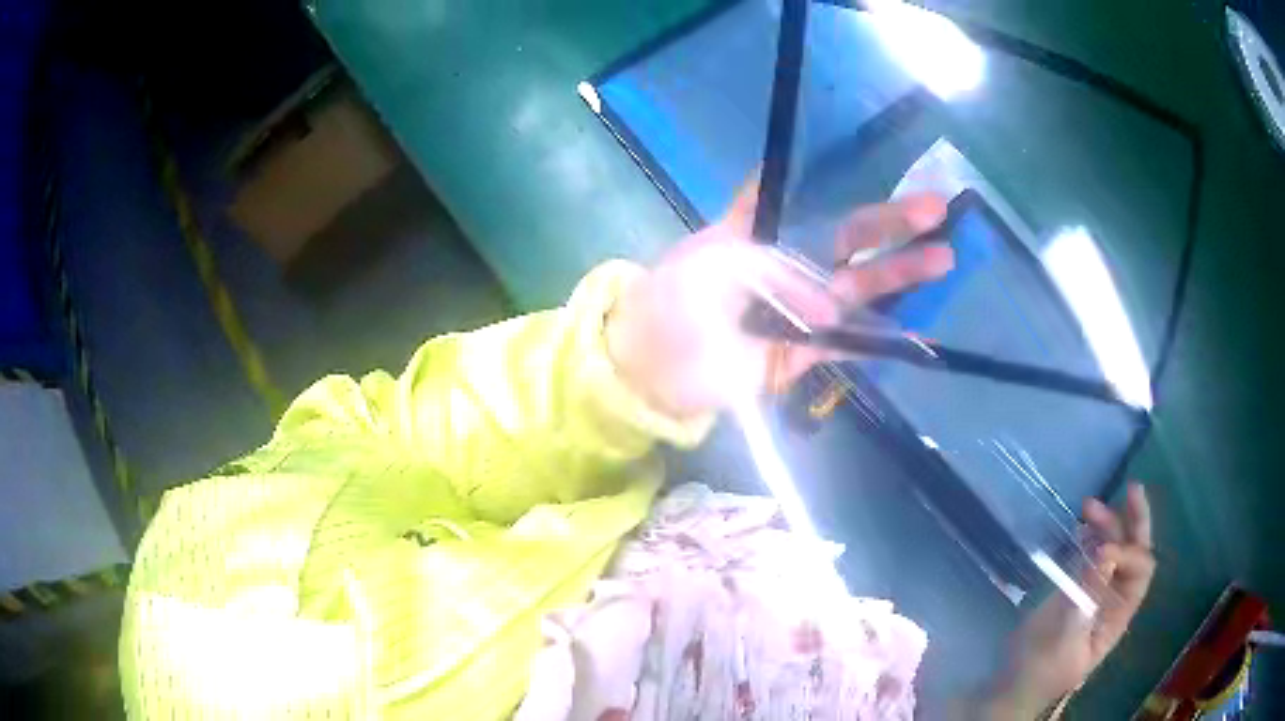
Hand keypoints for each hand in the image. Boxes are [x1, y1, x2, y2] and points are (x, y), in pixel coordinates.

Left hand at [606, 179, 953, 418]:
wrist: (651, 367)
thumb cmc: (673, 300)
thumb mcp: (710, 260)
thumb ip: (769, 266)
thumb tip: (829, 307)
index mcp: (764, 232)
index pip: (809, 201)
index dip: (845, 186)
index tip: (884, 169)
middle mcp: (791, 265)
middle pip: (849, 240)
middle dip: (892, 224)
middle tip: (937, 206)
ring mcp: (802, 310)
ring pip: (861, 288)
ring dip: (901, 273)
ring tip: (943, 257)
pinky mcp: (804, 354)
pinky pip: (850, 345)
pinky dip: (882, 341)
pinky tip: (920, 333)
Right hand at [988, 482, 1155, 717]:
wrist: (1011, 686)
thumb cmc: (1039, 670)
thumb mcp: (1062, 639)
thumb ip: (1085, 599)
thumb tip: (1106, 554)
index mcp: (1119, 615)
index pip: (1140, 572)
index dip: (1127, 554)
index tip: (1101, 551)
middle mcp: (1115, 598)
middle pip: (1136, 554)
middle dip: (1135, 522)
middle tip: (1130, 489)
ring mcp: (1095, 591)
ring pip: (1114, 550)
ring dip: (1108, 524)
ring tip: (1088, 506)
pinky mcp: (1076, 588)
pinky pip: (1092, 555)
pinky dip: (1091, 536)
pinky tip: (1081, 525)